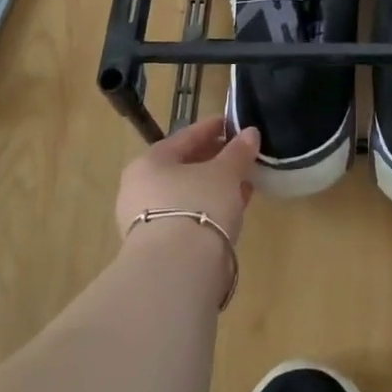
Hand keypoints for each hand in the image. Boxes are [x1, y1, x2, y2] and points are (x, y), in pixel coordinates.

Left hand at [116, 115, 258, 241]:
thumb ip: (238, 151)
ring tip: (243, 183)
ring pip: (186, 194)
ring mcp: (146, 220)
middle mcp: (140, 188)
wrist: (177, 269)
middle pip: (183, 166)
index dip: (211, 128)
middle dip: (214, 160)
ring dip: (214, 187)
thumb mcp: (225, 173)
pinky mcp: (158, 247)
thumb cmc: (198, 205)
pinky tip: (232, 210)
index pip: (184, 137)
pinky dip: (209, 209)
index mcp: (150, 162)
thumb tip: (250, 133)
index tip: (231, 123)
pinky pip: (188, 216)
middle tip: (239, 155)